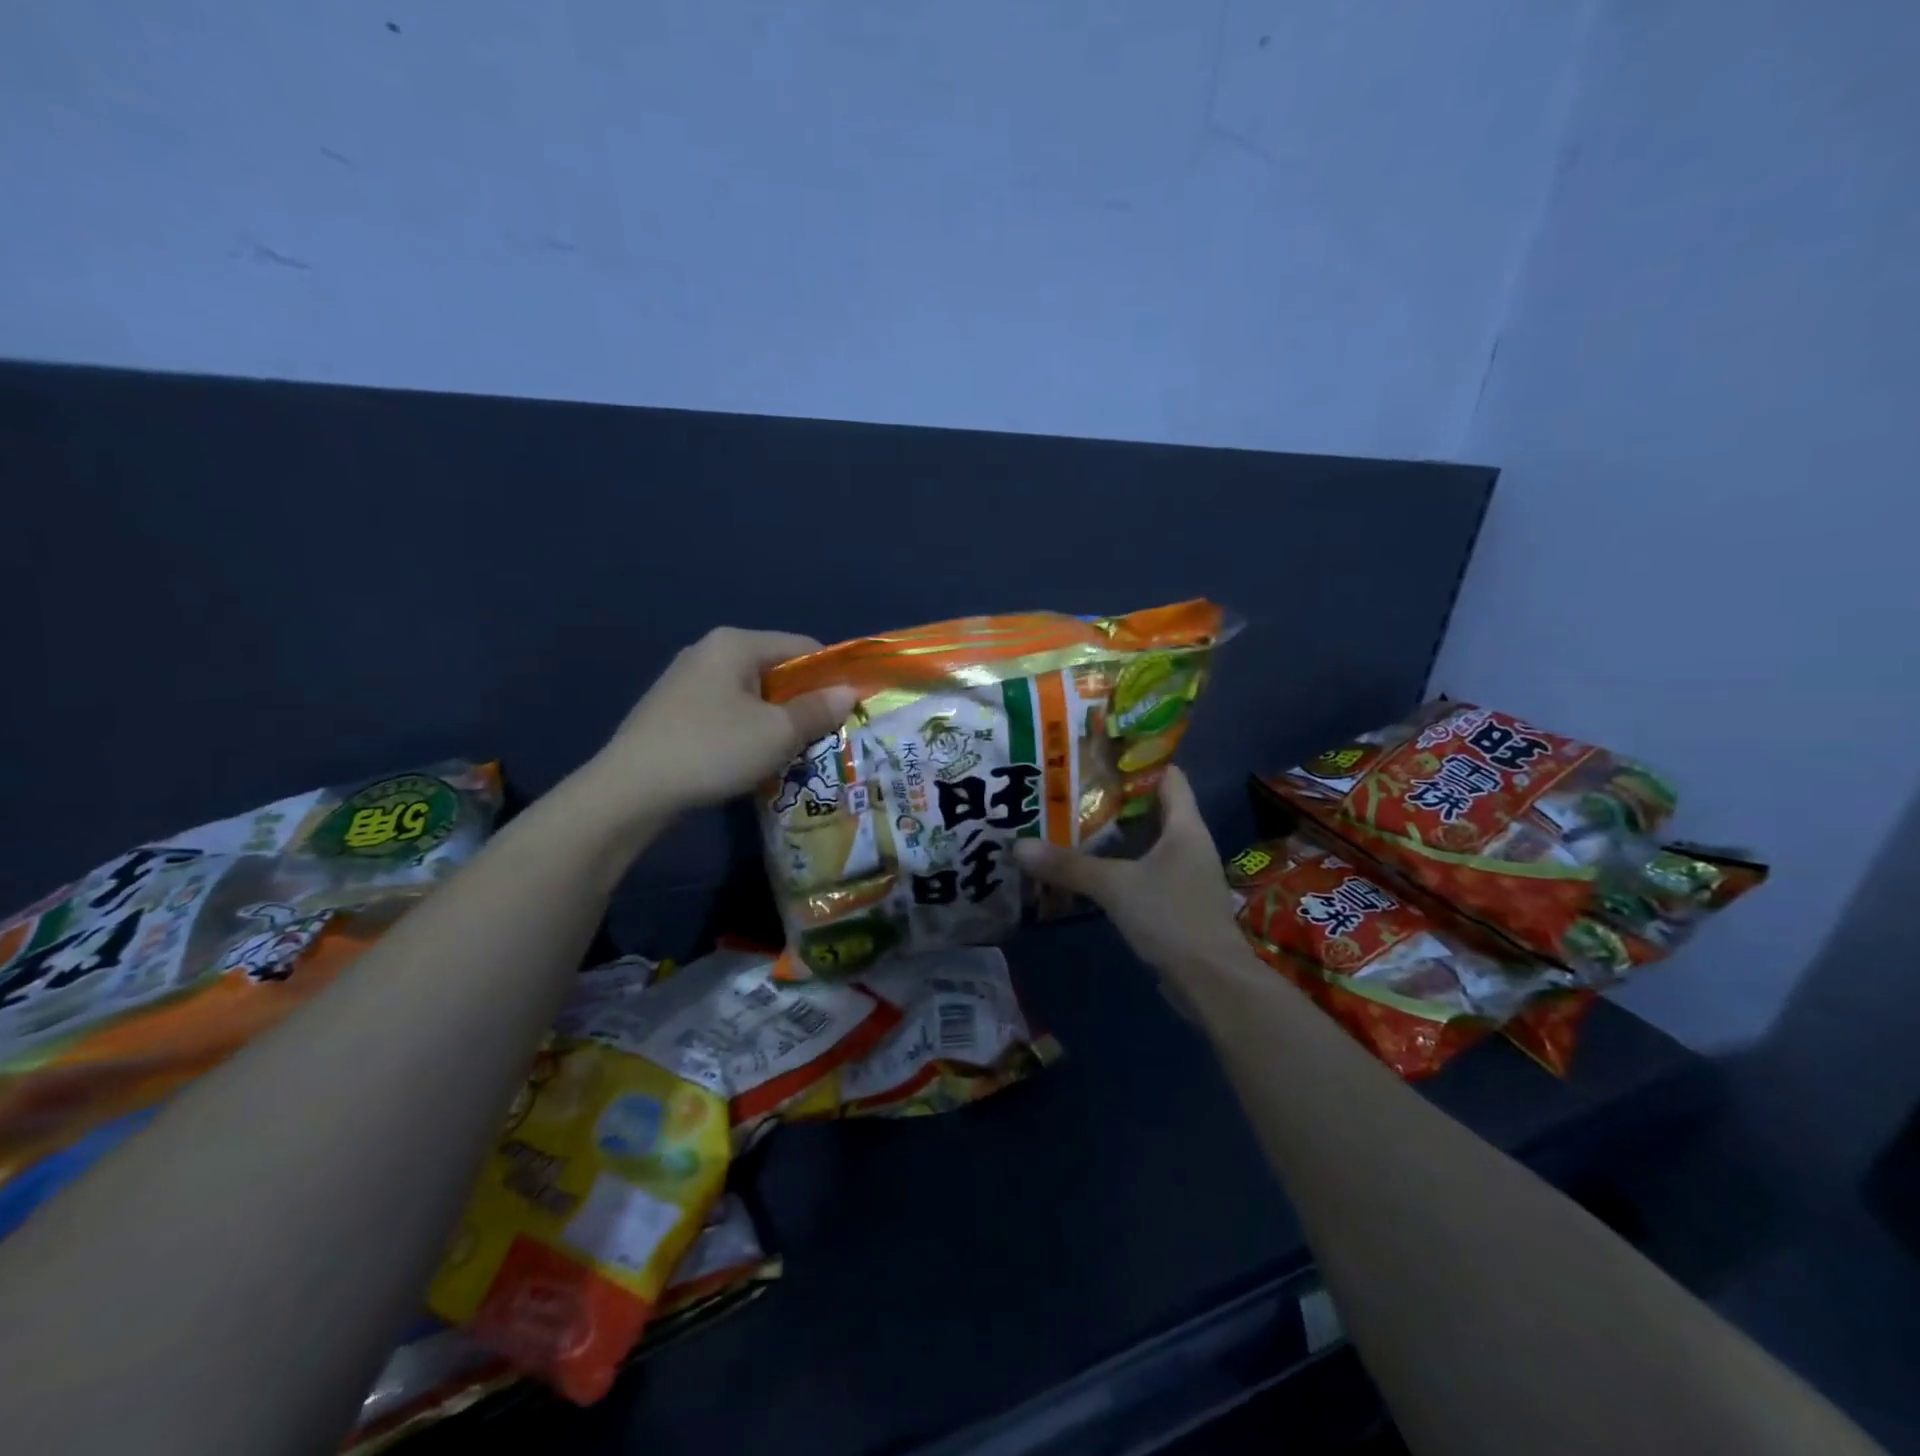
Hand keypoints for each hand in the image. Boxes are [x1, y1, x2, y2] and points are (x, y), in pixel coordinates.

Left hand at [584, 628, 857, 822]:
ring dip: (777, 721)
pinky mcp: (673, 711)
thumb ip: (818, 710)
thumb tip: (849, 693)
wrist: (630, 791)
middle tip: (825, 737)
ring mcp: (686, 681)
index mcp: (736, 643)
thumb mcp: (777, 733)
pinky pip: (727, 712)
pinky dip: (748, 730)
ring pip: (752, 695)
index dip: (833, 675)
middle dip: (804, 702)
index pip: (803, 647)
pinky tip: (752, 760)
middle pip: (776, 670)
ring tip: (793, 753)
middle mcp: (709, 651)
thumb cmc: (713, 750)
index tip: (851, 709)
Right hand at [1012, 767, 1248, 980]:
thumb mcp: (1115, 886)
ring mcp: (1185, 875)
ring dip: (1115, 835)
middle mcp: (1189, 844)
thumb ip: (1068, 866)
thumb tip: (1018, 846)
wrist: (1212, 983)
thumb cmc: (1172, 918)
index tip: (1098, 754)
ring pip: (1146, 842)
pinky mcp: (1176, 903)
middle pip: (1153, 808)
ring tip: (1071, 822)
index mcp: (1186, 826)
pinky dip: (1120, 865)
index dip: (1138, 761)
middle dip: (1114, 799)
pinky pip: (1144, 871)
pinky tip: (1088, 868)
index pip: (1168, 776)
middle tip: (1071, 788)